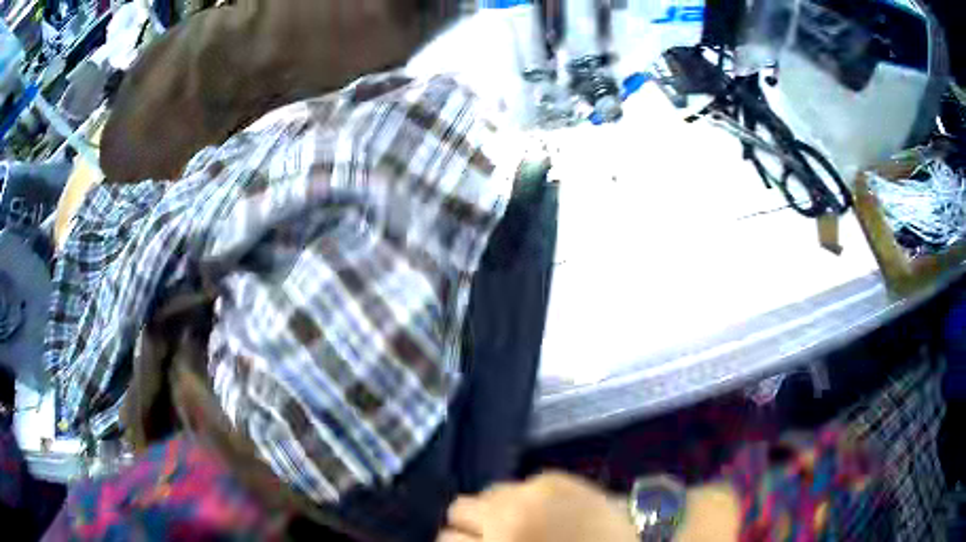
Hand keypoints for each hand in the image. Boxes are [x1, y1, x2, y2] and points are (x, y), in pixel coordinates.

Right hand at [437, 472, 637, 541]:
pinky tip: (544, 512)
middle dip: (469, 525)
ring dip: (493, 508)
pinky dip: (523, 498)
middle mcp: (507, 516)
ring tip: (516, 522)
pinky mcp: (555, 477)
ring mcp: (532, 492)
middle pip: (458, 508)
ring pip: (487, 492)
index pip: (445, 539)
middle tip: (489, 537)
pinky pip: (520, 485)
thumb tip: (467, 539)